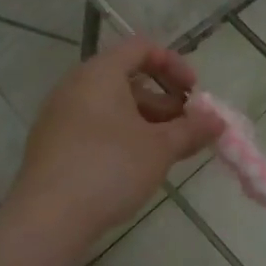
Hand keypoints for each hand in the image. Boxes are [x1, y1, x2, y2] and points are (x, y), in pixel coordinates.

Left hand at [8, 37, 222, 247]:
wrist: (48, 218)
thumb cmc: (110, 168)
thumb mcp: (160, 148)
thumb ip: (192, 130)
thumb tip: (218, 122)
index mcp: (100, 73)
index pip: (141, 47)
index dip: (174, 64)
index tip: (195, 93)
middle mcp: (75, 86)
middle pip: (127, 78)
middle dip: (164, 100)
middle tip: (186, 128)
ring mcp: (59, 116)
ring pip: (111, 106)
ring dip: (146, 121)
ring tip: (168, 152)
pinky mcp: (53, 144)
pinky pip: (94, 126)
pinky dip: (121, 136)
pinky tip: (137, 167)